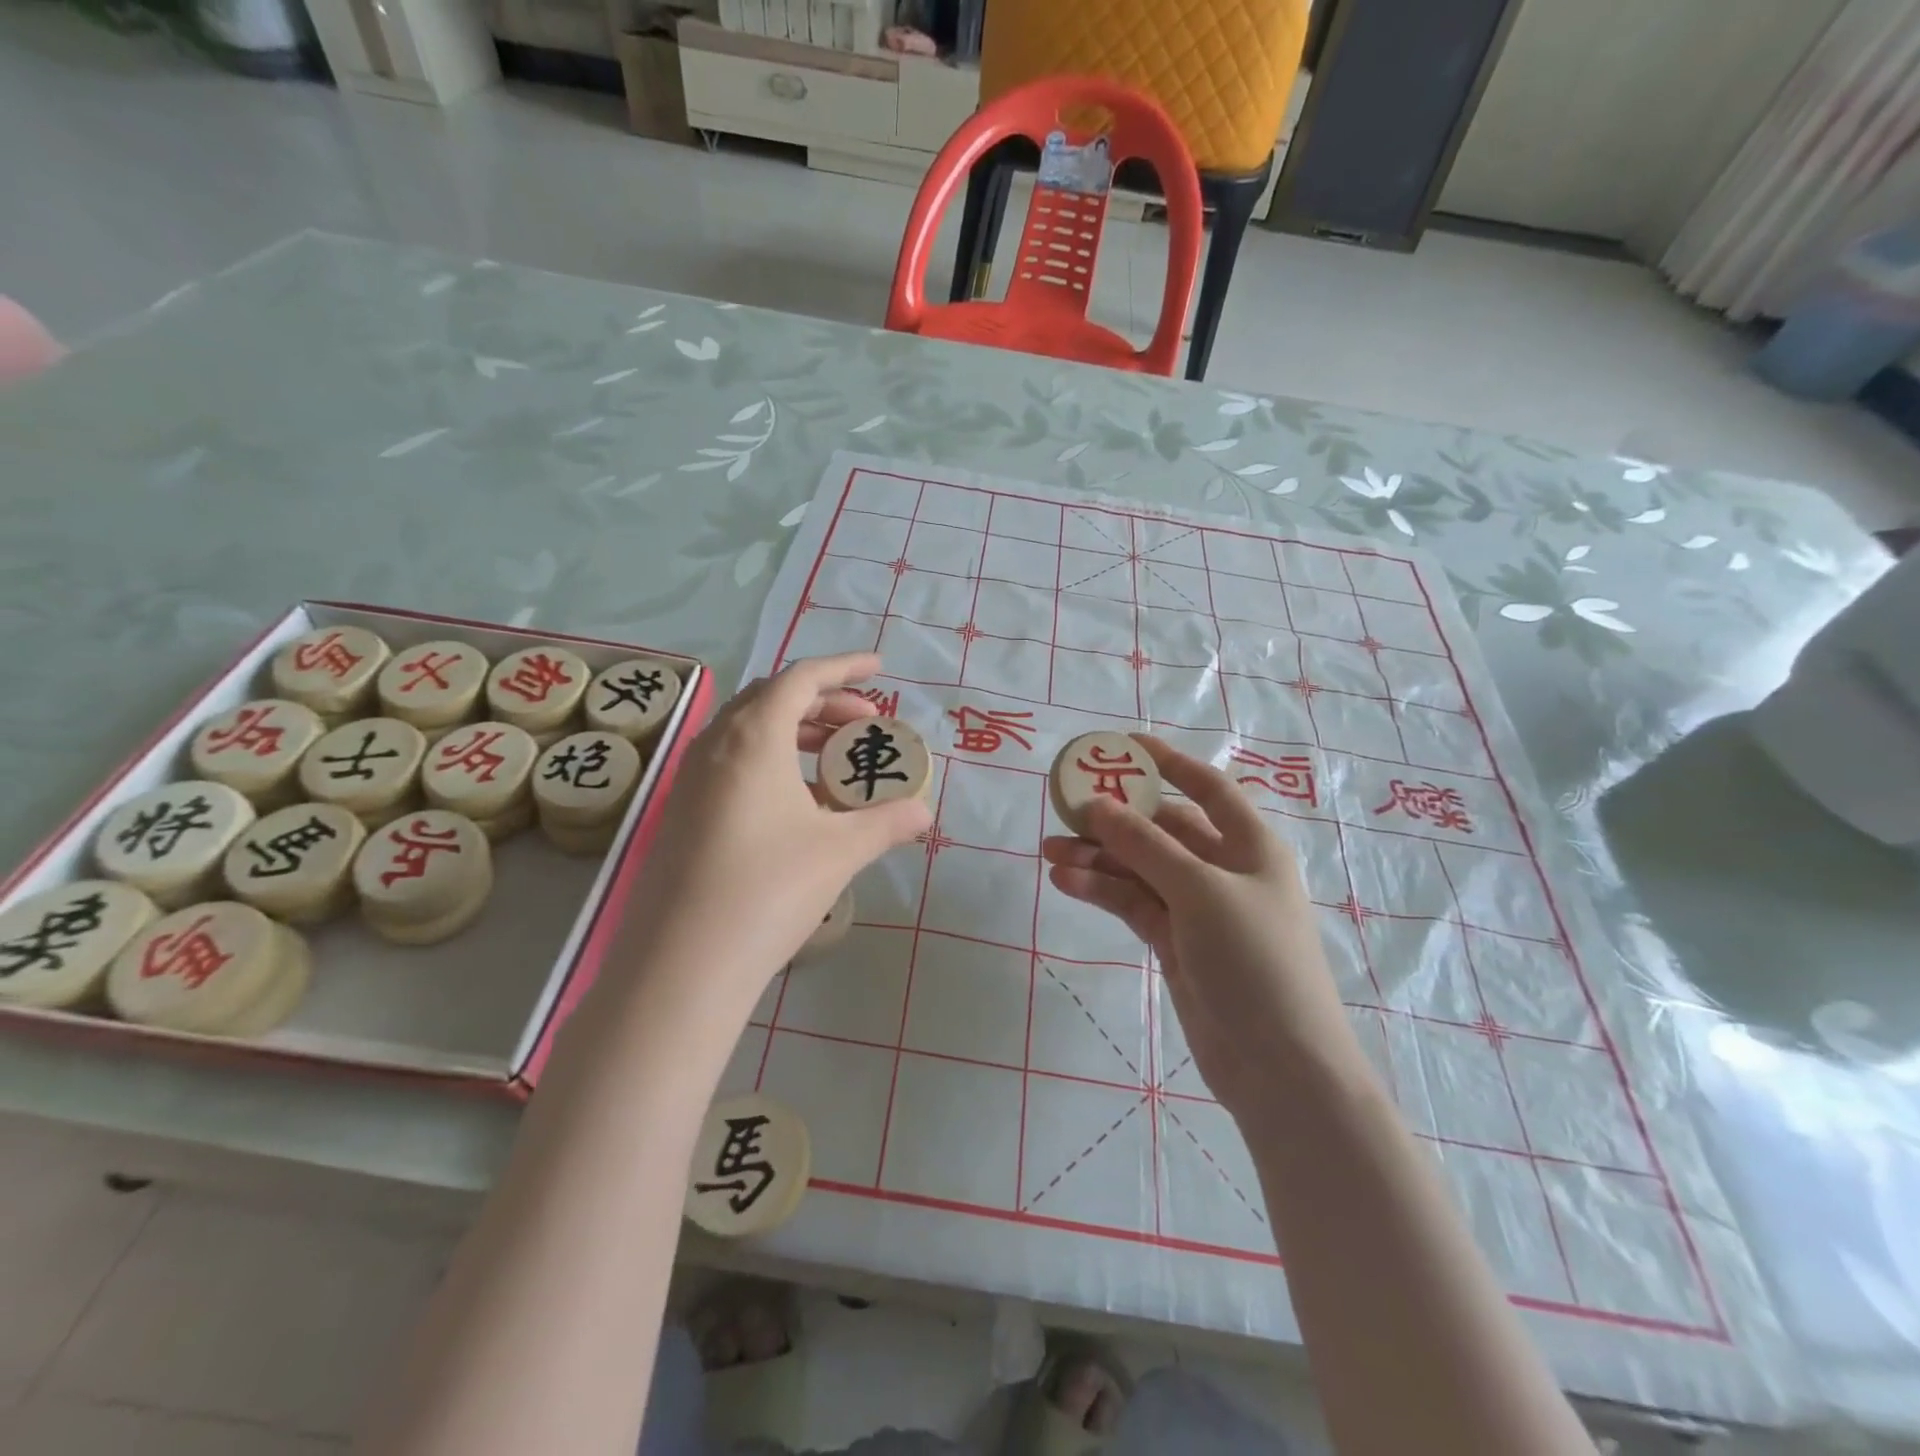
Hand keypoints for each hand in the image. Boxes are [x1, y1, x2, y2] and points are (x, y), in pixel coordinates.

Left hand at [621, 653, 929, 1014]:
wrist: (682, 963)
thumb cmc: (768, 889)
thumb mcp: (839, 851)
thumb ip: (886, 823)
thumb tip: (924, 812)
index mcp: (754, 737)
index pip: (801, 678)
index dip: (843, 667)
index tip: (879, 668)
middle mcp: (716, 744)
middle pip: (773, 699)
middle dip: (824, 702)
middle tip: (865, 724)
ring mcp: (691, 779)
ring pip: (749, 732)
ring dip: (796, 732)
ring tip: (836, 760)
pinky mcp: (682, 811)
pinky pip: (732, 763)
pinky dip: (772, 762)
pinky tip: (798, 802)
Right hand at [1042, 736, 1361, 1119]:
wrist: (1279, 1067)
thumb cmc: (1255, 961)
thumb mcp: (1200, 891)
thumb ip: (1144, 845)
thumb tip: (1095, 804)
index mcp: (1250, 845)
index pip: (1206, 787)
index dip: (1167, 762)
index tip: (1122, 744)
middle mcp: (1224, 869)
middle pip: (1162, 829)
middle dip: (1115, 819)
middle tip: (1064, 808)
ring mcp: (1197, 908)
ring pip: (1139, 868)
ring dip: (1098, 858)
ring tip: (1048, 851)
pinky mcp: (1175, 942)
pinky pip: (1133, 903)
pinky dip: (1102, 891)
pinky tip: (1066, 882)